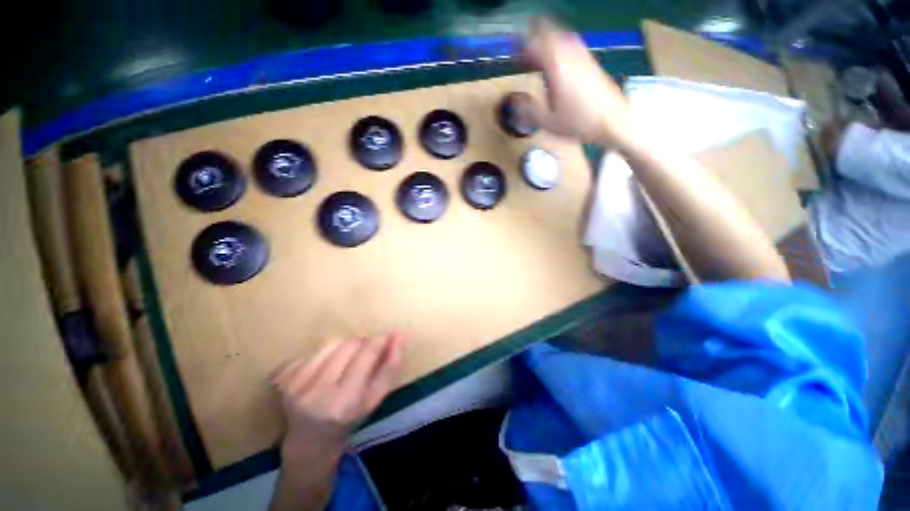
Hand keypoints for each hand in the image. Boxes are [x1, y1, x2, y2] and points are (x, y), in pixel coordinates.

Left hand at [273, 335, 407, 459]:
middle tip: (366, 353)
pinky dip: (327, 352)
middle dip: (363, 344)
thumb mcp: (375, 399)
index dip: (380, 341)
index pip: (366, 354)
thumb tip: (400, 336)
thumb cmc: (349, 420)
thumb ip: (390, 367)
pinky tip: (328, 366)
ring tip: (347, 359)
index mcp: (344, 400)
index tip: (388, 337)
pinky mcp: (284, 379)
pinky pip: (314, 349)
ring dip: (345, 346)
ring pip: (332, 343)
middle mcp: (317, 391)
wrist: (310, 441)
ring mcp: (296, 384)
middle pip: (350, 344)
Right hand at [519, 18, 634, 145]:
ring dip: (548, 40)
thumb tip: (514, 99)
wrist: (613, 121)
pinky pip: (573, 45)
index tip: (512, 46)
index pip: (535, 43)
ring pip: (562, 36)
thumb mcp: (547, 122)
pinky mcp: (592, 62)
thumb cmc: (578, 123)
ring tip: (538, 52)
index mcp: (557, 67)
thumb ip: (528, 108)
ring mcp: (583, 56)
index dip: (521, 43)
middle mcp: (570, 55)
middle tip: (524, 49)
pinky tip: (557, 60)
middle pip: (550, 34)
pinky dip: (561, 46)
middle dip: (534, 37)